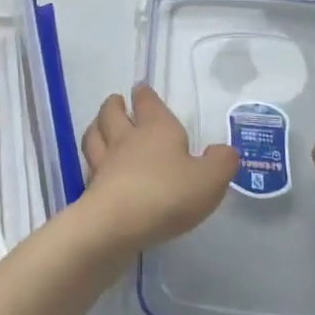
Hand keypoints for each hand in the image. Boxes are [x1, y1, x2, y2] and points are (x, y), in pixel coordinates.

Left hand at [76, 85, 238, 253]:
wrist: (117, 224)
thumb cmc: (167, 194)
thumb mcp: (209, 179)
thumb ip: (221, 163)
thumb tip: (224, 151)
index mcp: (156, 128)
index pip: (147, 102)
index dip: (145, 95)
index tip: (141, 89)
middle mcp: (127, 138)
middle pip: (112, 112)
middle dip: (114, 105)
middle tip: (116, 102)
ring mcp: (105, 162)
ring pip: (95, 135)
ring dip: (97, 127)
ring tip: (99, 126)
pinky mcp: (92, 188)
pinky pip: (90, 166)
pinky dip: (93, 162)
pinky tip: (97, 168)